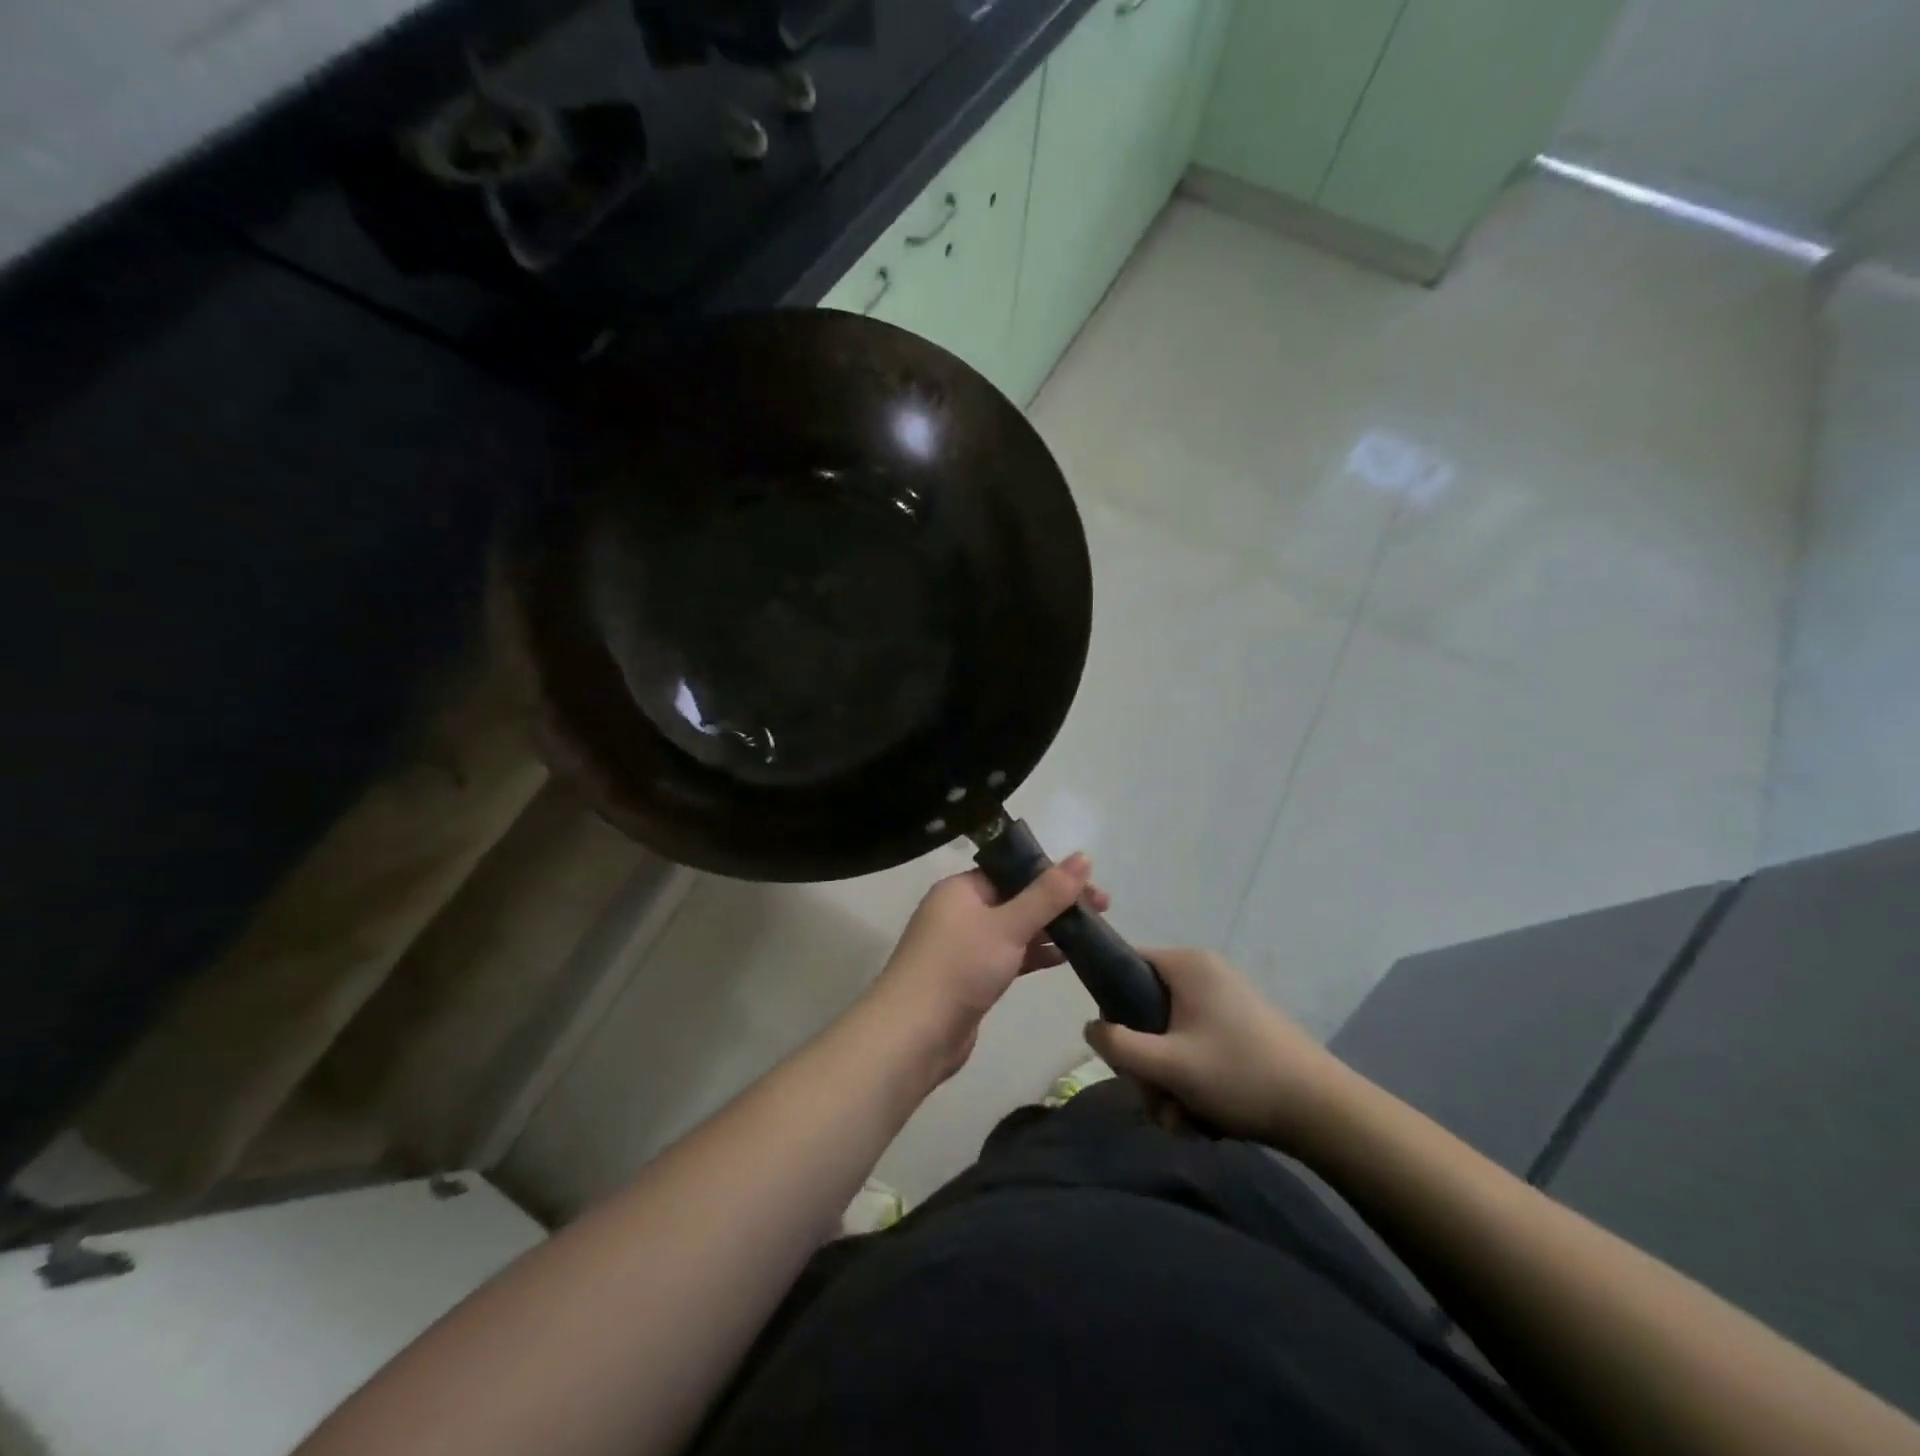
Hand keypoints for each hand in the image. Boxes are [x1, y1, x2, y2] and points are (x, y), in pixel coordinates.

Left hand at [866, 854, 1108, 1081]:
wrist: (915, 1034)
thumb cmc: (960, 967)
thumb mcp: (1008, 925)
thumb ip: (1047, 894)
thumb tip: (1083, 857)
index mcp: (961, 888)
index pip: (1011, 870)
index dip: (1052, 874)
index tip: (1090, 886)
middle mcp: (960, 911)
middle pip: (1016, 898)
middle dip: (1056, 903)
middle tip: (1102, 910)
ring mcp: (964, 946)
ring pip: (1014, 928)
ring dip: (1048, 929)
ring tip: (1092, 933)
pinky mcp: (971, 977)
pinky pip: (1008, 955)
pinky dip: (1033, 954)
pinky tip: (1064, 958)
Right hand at [1085, 948, 1353, 1152]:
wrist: (1323, 1111)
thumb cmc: (1238, 1075)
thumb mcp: (1168, 1063)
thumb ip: (1118, 1044)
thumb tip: (1090, 1027)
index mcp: (1187, 964)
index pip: (1127, 964)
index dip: (1113, 1004)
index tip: (1119, 1047)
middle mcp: (1206, 974)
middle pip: (1148, 1009)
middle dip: (1147, 1062)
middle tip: (1157, 1099)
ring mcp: (1227, 1001)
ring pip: (1172, 1036)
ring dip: (1169, 1081)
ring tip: (1184, 1119)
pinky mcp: (1243, 1028)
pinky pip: (1198, 1047)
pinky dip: (1194, 1080)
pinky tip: (1205, 1118)